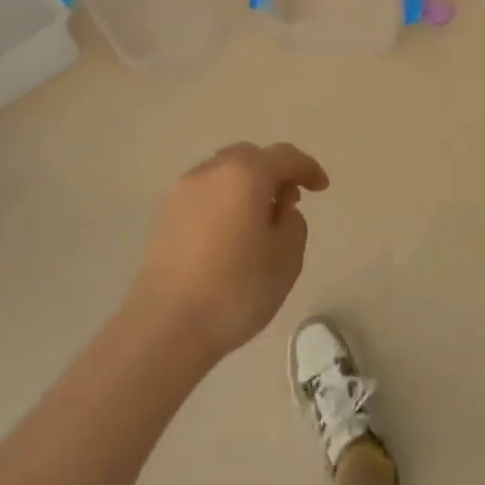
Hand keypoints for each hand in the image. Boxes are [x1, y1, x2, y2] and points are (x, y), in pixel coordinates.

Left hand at [129, 142, 328, 363]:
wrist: (166, 327)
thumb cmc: (236, 290)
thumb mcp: (287, 258)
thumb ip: (293, 222)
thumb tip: (279, 210)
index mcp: (246, 175)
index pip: (285, 157)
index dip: (308, 168)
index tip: (321, 188)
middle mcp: (211, 171)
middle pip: (250, 157)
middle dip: (273, 172)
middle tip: (288, 202)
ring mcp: (181, 191)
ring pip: (223, 173)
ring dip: (245, 186)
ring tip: (256, 221)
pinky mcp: (163, 214)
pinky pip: (203, 194)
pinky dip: (222, 202)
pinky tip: (227, 234)